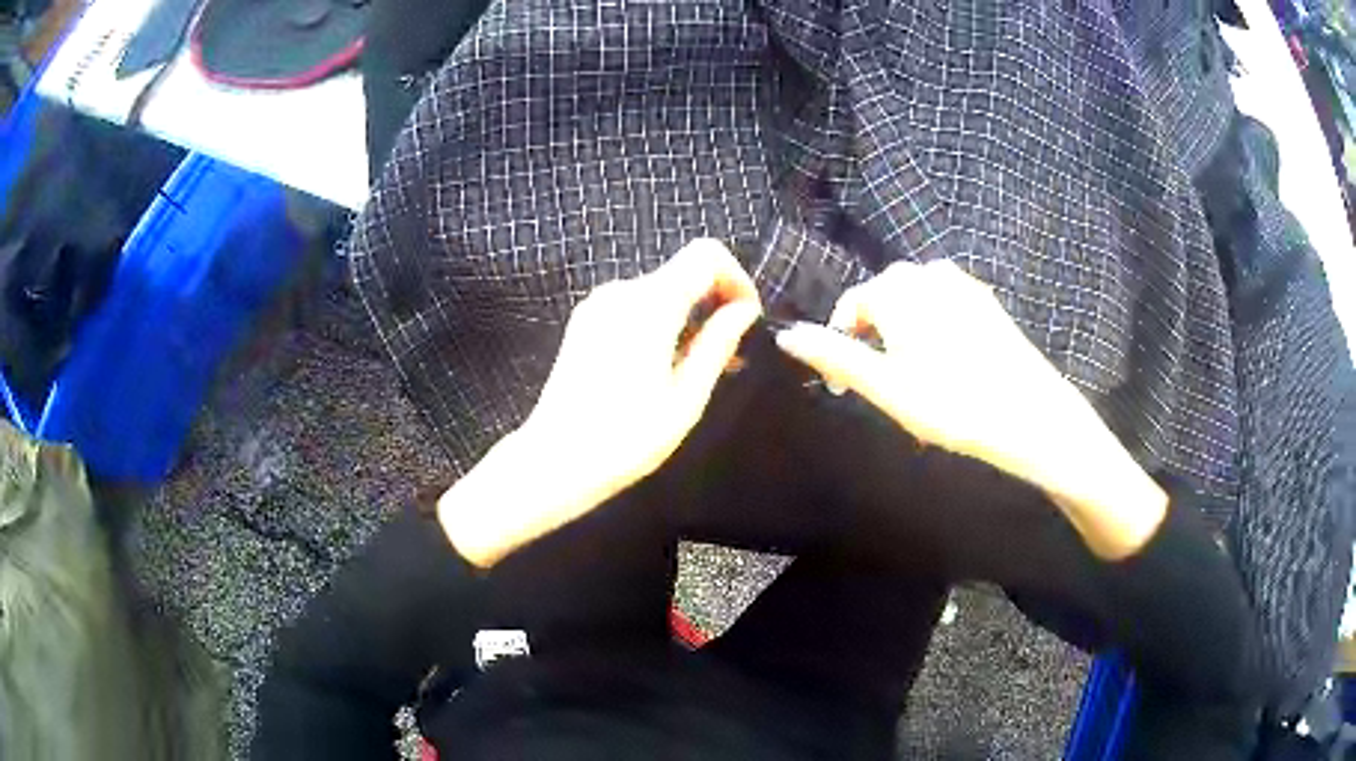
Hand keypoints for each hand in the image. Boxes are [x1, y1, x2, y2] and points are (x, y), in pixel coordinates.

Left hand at [439, 239, 761, 566]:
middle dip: (715, 302)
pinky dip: (661, 322)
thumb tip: (745, 310)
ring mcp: (598, 304)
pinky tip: (664, 366)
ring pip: (661, 290)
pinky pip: (636, 306)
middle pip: (683, 271)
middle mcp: (621, 291)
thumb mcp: (686, 398)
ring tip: (700, 369)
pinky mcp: (585, 321)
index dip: (736, 278)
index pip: (705, 254)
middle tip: (731, 356)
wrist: (555, 460)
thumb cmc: (626, 438)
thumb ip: (718, 344)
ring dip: (689, 316)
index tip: (748, 320)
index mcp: (650, 304)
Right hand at [774, 259, 1166, 558]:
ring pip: (913, 304)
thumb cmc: (953, 404)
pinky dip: (931, 331)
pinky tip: (947, 367)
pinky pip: (942, 307)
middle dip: (873, 339)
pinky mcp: (985, 301)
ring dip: (902, 336)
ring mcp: (962, 284)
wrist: (1033, 415)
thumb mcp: (885, 387)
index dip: (842, 346)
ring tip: (913, 381)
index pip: (851, 307)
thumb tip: (786, 335)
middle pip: (882, 302)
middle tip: (882, 388)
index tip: (846, 388)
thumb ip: (835, 356)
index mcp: (898, 288)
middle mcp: (927, 273)